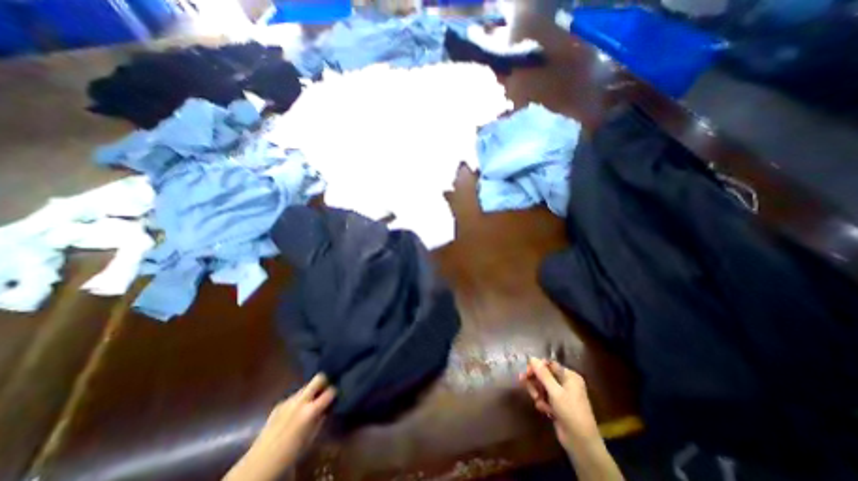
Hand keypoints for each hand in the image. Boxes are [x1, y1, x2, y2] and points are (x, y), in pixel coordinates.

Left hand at [223, 375, 334, 479]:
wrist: (259, 464)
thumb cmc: (290, 455)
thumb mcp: (311, 438)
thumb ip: (321, 419)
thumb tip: (327, 408)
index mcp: (310, 410)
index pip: (330, 391)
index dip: (335, 391)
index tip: (336, 394)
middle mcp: (300, 400)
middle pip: (318, 378)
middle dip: (325, 381)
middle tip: (327, 389)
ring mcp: (288, 400)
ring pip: (306, 386)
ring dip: (311, 391)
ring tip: (312, 401)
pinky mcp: (279, 404)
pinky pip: (295, 396)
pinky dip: (299, 399)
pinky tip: (297, 411)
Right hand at [518, 357, 598, 449]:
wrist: (581, 444)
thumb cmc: (571, 412)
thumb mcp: (555, 392)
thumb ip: (543, 374)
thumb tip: (532, 358)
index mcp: (569, 376)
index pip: (549, 364)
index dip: (537, 367)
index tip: (526, 372)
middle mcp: (566, 383)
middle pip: (544, 375)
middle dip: (535, 380)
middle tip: (523, 382)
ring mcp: (561, 395)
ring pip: (542, 386)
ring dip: (537, 392)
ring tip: (536, 400)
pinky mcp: (557, 405)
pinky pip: (544, 397)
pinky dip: (542, 402)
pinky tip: (544, 409)